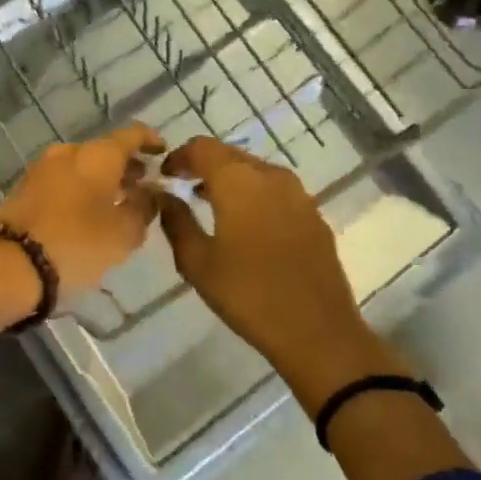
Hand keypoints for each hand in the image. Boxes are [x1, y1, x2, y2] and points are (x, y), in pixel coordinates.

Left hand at [0, 123, 162, 350]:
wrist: (11, 263)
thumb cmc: (77, 244)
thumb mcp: (124, 234)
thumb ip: (143, 208)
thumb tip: (149, 193)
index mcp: (97, 154)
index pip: (131, 135)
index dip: (150, 140)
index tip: (162, 153)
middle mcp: (69, 151)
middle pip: (104, 151)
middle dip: (125, 166)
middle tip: (143, 187)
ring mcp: (42, 167)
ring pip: (82, 165)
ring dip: (102, 179)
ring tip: (118, 204)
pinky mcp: (25, 187)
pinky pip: (63, 180)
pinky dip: (80, 189)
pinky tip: (89, 213)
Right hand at [159, 137, 382, 406]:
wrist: (318, 332)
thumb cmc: (248, 294)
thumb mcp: (197, 262)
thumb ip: (175, 221)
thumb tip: (162, 195)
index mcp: (238, 181)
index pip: (202, 147)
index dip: (179, 156)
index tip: (164, 175)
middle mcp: (270, 176)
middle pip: (229, 154)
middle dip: (204, 165)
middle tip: (183, 186)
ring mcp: (298, 194)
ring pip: (255, 170)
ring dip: (230, 179)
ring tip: (209, 203)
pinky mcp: (314, 215)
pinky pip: (276, 190)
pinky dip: (254, 194)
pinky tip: (246, 224)